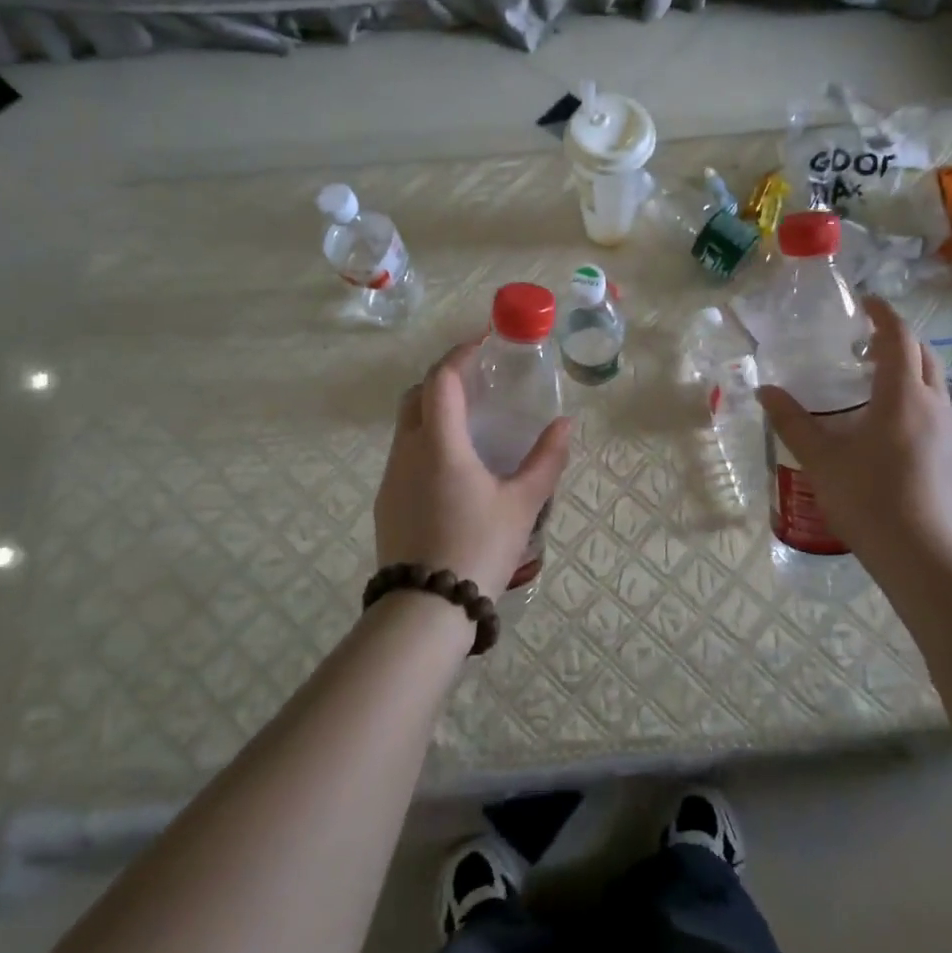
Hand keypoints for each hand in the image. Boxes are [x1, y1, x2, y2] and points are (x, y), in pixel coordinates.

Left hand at [373, 342, 571, 595]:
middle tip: (478, 383)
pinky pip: (404, 455)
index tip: (483, 343)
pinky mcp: (386, 502)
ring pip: (406, 426)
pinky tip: (453, 468)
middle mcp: (407, 451)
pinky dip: (426, 442)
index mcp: (439, 443)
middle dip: (444, 379)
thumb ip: (546, 460)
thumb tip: (565, 425)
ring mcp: (391, 478)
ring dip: (433, 411)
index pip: (442, 379)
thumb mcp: (522, 504)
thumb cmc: (479, 548)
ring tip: (470, 425)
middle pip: (417, 395)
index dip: (461, 355)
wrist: (425, 609)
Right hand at [758, 296, 951, 565]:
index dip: (883, 314)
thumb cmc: (868, 499)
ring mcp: (951, 433)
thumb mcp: (820, 458)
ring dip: (909, 370)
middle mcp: (934, 405)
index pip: (899, 337)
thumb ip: (792, 421)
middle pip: (924, 355)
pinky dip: (916, 401)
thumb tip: (765, 391)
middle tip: (864, 343)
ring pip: (935, 384)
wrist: (924, 557)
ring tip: (873, 384)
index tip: (864, 302)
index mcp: (902, 395)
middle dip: (898, 339)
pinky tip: (890, 430)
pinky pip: (938, 412)